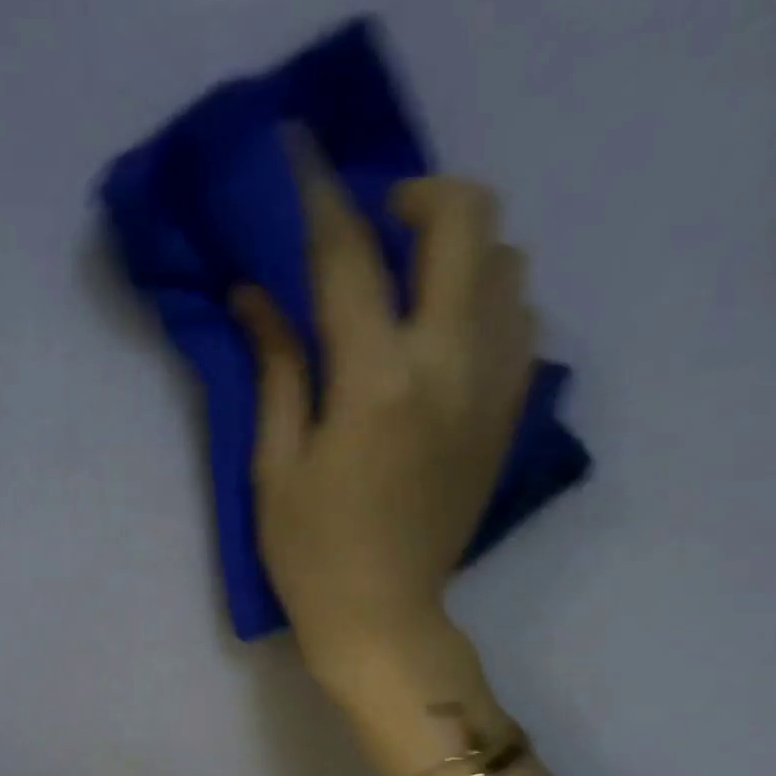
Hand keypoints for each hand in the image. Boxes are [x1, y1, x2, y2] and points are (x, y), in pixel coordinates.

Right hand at [234, 173, 534, 702]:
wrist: (385, 619)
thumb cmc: (309, 553)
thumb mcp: (273, 465)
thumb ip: (275, 369)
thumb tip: (254, 295)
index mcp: (375, 382)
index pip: (349, 258)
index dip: (320, 198)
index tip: (299, 156)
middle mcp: (449, 365)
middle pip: (466, 222)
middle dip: (418, 195)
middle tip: (373, 223)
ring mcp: (493, 386)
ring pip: (509, 262)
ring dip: (458, 247)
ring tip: (408, 280)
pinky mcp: (509, 412)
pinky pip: (521, 317)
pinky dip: (484, 296)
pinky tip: (440, 331)